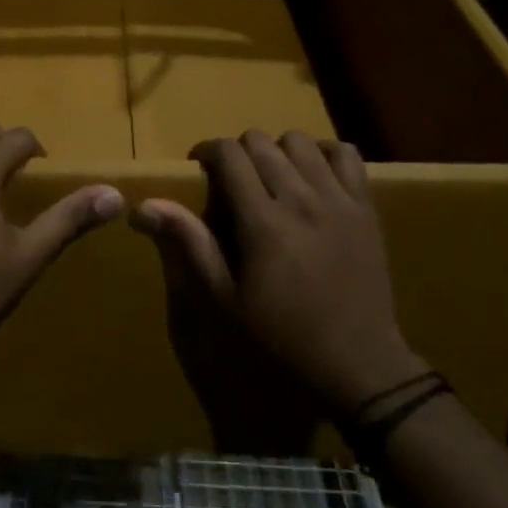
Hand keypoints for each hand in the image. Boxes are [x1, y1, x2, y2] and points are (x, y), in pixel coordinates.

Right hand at [132, 130, 424, 418]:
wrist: (360, 366)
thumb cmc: (283, 337)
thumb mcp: (226, 299)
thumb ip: (189, 244)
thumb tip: (142, 207)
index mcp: (262, 221)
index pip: (229, 154)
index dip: (207, 150)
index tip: (200, 167)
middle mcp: (300, 199)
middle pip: (261, 141)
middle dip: (238, 151)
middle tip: (234, 181)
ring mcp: (338, 199)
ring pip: (300, 141)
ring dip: (278, 150)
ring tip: (273, 177)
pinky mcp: (365, 207)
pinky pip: (345, 153)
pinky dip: (324, 154)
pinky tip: (314, 175)